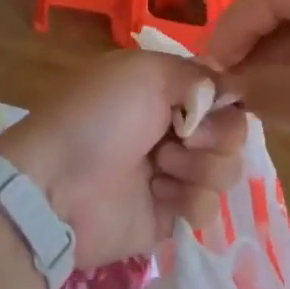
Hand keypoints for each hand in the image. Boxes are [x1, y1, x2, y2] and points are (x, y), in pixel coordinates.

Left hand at [0, 50, 246, 267]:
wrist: (56, 186)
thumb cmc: (99, 116)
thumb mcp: (147, 72)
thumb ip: (198, 75)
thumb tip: (233, 88)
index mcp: (167, 88)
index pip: (222, 90)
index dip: (227, 98)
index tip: (214, 104)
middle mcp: (175, 127)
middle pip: (233, 131)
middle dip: (214, 134)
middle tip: (182, 137)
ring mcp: (175, 173)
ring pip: (227, 169)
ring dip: (197, 167)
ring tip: (160, 167)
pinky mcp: (171, 216)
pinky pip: (209, 208)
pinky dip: (187, 200)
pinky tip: (156, 196)